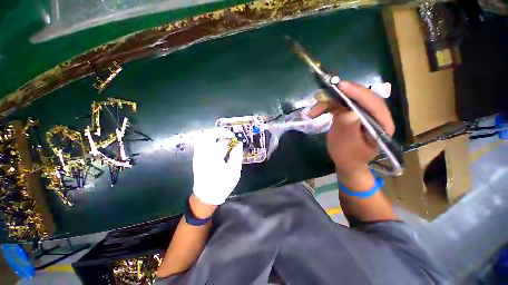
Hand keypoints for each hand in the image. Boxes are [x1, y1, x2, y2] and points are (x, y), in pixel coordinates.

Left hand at [192, 127, 242, 204]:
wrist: (206, 196)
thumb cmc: (222, 185)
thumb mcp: (234, 172)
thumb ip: (237, 156)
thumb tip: (238, 144)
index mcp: (214, 158)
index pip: (222, 141)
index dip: (229, 137)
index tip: (234, 138)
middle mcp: (203, 154)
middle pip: (208, 135)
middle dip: (219, 132)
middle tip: (228, 135)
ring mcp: (198, 155)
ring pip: (202, 137)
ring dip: (213, 135)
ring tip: (222, 139)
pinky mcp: (196, 158)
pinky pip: (200, 143)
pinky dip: (208, 140)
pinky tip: (216, 145)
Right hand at [308, 81, 394, 188]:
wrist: (347, 162)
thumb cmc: (348, 157)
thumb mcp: (347, 146)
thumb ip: (348, 129)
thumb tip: (347, 112)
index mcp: (382, 124)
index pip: (372, 103)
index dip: (357, 93)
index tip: (340, 86)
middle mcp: (375, 114)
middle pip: (360, 97)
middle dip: (340, 95)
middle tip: (321, 96)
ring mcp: (362, 113)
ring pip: (347, 99)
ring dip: (329, 102)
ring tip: (313, 111)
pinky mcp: (351, 113)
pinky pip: (340, 104)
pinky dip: (327, 105)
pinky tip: (317, 111)